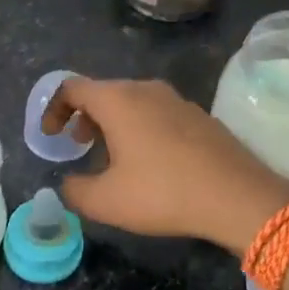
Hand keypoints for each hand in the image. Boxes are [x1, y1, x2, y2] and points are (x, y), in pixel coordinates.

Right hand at [42, 78, 288, 255]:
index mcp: (118, 100)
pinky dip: (141, 128)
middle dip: (84, 117)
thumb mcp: (106, 201)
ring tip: (113, 156)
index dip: (53, 109)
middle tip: (79, 144)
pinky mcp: (200, 116)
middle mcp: (146, 89)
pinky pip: (158, 113)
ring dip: (114, 123)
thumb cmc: (163, 192)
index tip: (51, 136)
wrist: (237, 196)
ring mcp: (177, 100)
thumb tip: (68, 184)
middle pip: (104, 92)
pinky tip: (151, 162)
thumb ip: (75, 190)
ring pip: (133, 102)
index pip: (72, 88)